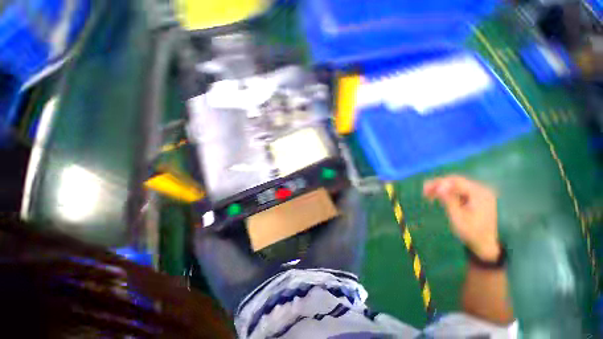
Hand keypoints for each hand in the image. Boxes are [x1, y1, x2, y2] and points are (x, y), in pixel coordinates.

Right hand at [423, 175, 499, 260]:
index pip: (456, 182)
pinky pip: (458, 190)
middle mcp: (480, 190)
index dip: (439, 183)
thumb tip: (438, 187)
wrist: (486, 244)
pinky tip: (437, 197)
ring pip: (455, 185)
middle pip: (456, 181)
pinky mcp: (475, 197)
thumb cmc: (472, 233)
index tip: (425, 189)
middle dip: (438, 185)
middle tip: (424, 191)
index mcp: (480, 194)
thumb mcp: (458, 217)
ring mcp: (478, 193)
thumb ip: (449, 200)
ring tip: (427, 194)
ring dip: (441, 188)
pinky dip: (447, 193)